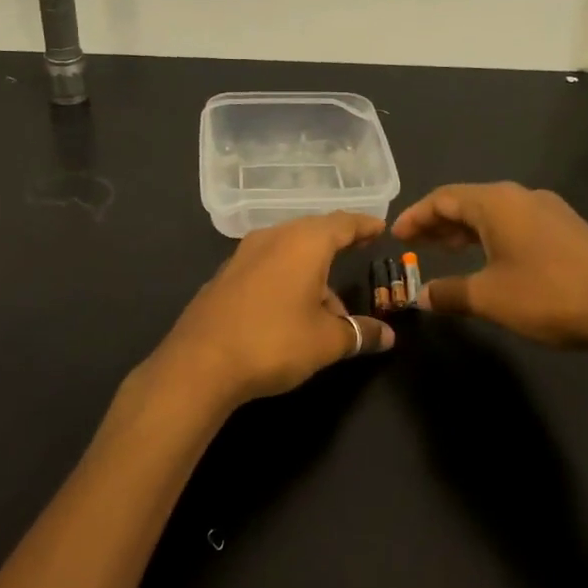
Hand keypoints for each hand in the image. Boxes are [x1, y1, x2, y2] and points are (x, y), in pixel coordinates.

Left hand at [139, 212, 395, 415]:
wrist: (199, 364)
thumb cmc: (274, 342)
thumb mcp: (327, 342)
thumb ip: (359, 333)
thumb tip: (388, 337)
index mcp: (303, 243)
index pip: (342, 223)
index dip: (364, 225)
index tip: (379, 228)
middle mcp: (272, 238)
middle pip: (312, 233)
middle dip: (336, 244)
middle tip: (357, 250)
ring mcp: (243, 256)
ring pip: (288, 252)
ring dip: (311, 272)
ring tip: (329, 308)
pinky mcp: (224, 277)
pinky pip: (266, 267)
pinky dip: (286, 279)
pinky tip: (290, 312)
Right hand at [393, 182, 587, 353]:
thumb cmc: (548, 295)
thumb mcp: (489, 297)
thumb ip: (450, 292)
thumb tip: (422, 295)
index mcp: (497, 202)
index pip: (443, 198)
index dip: (416, 216)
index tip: (396, 235)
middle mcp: (521, 196)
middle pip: (468, 201)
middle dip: (438, 222)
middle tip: (415, 244)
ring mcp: (549, 210)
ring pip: (494, 213)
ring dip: (466, 230)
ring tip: (445, 251)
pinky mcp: (567, 229)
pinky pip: (516, 223)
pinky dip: (492, 236)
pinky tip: (489, 260)